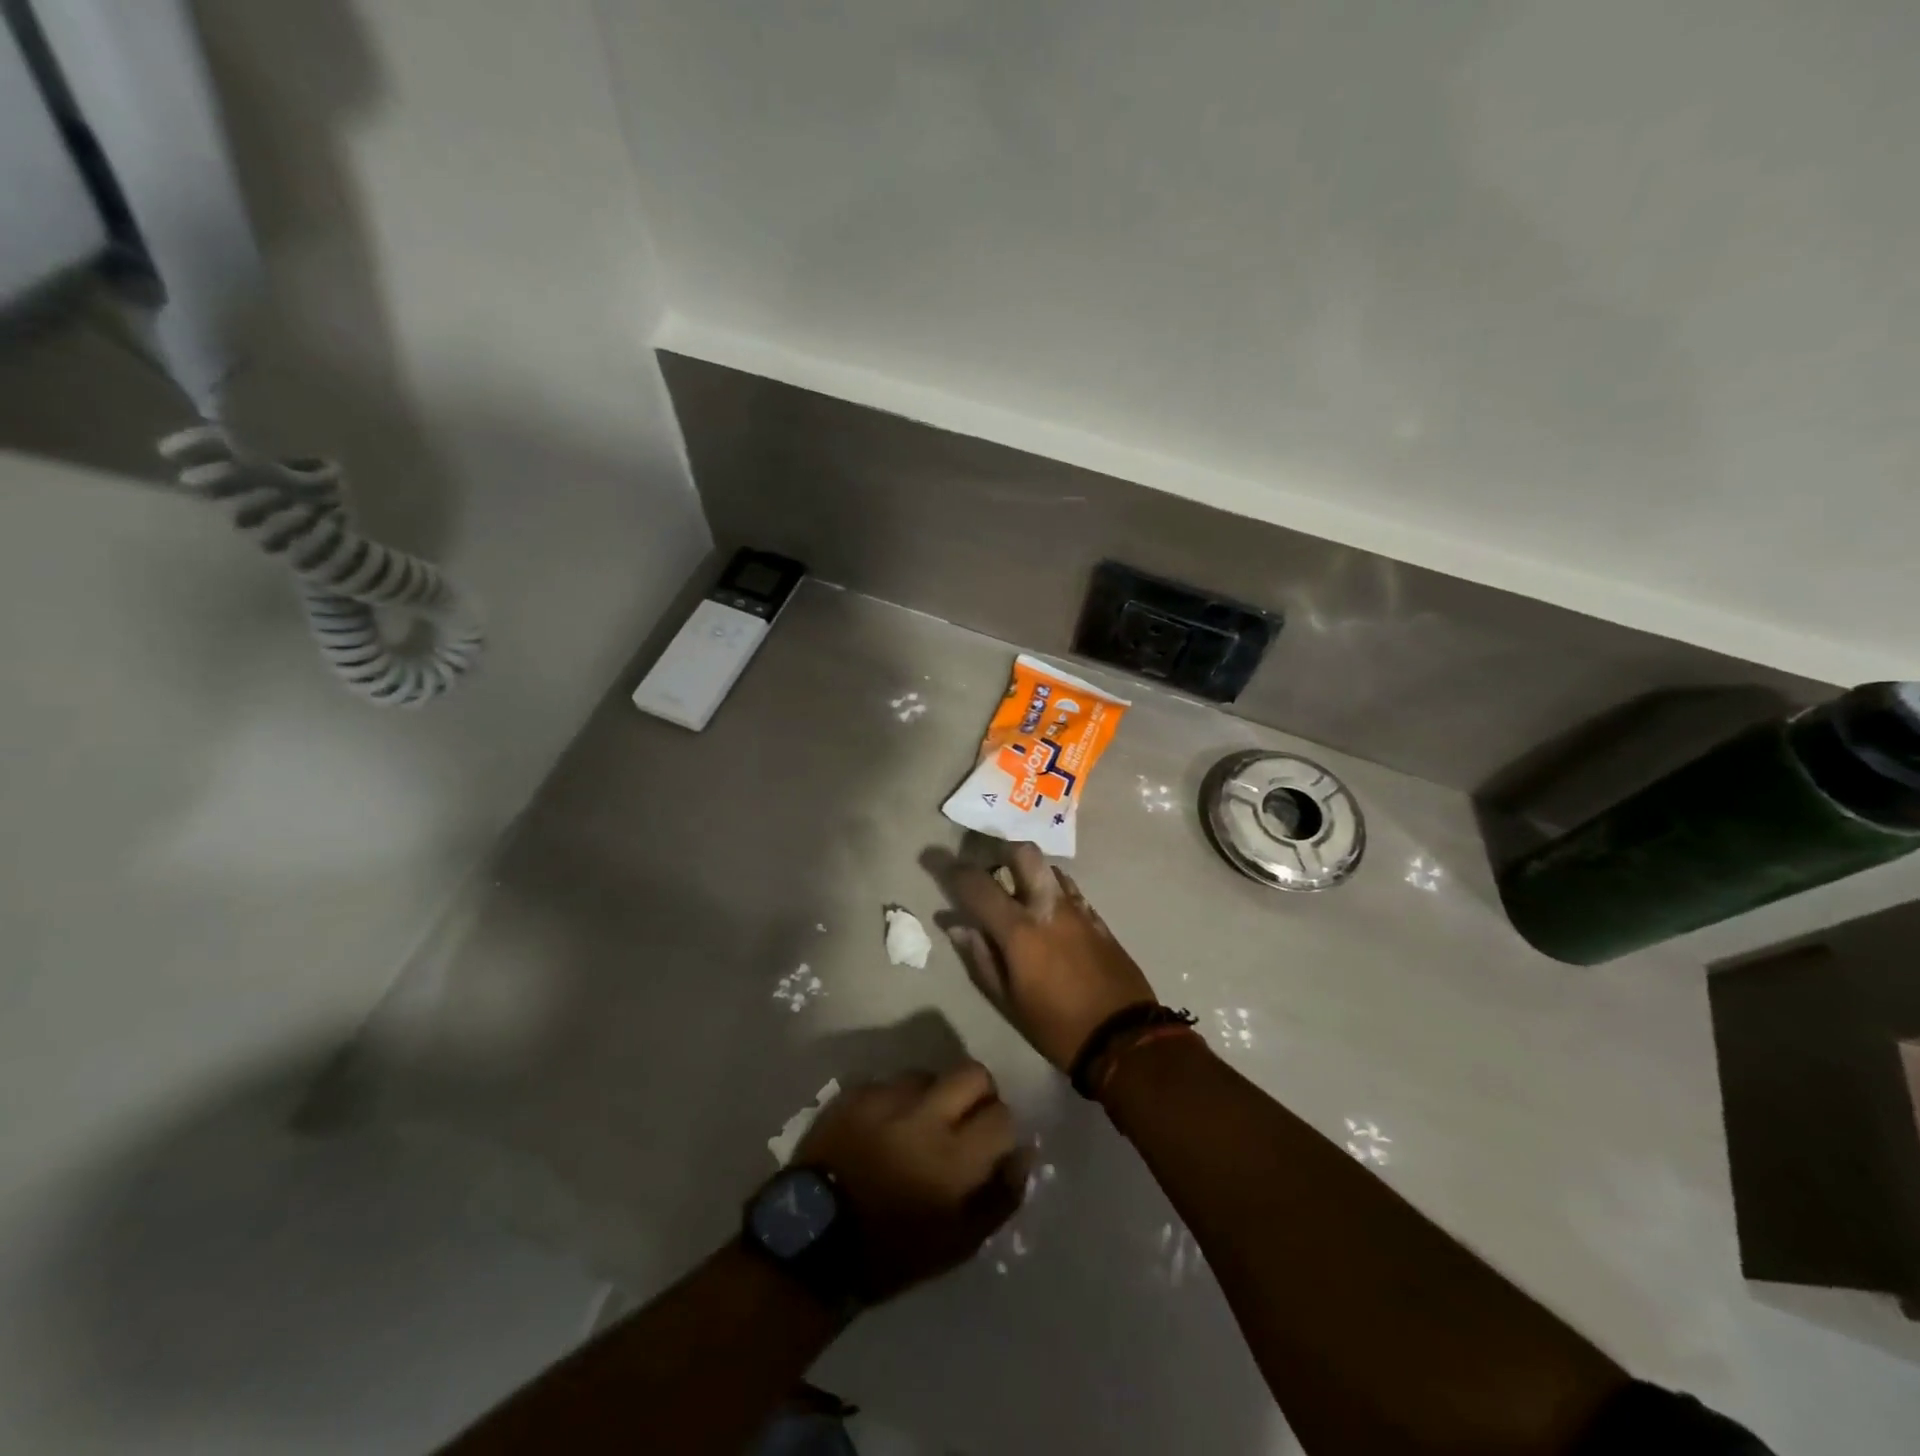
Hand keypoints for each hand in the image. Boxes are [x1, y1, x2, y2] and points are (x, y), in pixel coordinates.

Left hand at [794, 1064, 1028, 1301]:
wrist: (811, 1242)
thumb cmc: (890, 1253)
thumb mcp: (957, 1244)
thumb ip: (1000, 1197)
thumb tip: (1024, 1153)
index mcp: (953, 1158)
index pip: (1002, 1116)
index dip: (1000, 1130)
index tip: (989, 1146)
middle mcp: (923, 1116)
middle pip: (972, 1073)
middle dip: (977, 1093)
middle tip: (963, 1121)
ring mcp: (884, 1099)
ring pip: (928, 1074)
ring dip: (932, 1095)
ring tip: (916, 1125)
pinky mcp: (854, 1093)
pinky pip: (889, 1083)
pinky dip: (895, 1101)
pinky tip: (883, 1128)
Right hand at [932, 841, 1157, 1071]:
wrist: (1123, 1037)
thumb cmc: (1056, 1026)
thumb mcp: (1008, 1001)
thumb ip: (980, 957)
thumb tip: (956, 925)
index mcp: (1020, 929)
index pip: (979, 885)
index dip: (955, 872)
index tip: (941, 865)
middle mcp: (1048, 906)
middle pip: (1023, 853)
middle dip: (1001, 851)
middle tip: (988, 867)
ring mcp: (1077, 908)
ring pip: (1049, 867)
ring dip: (1028, 871)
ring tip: (1016, 889)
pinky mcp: (1097, 918)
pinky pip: (1069, 889)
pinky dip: (1050, 889)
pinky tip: (1046, 909)